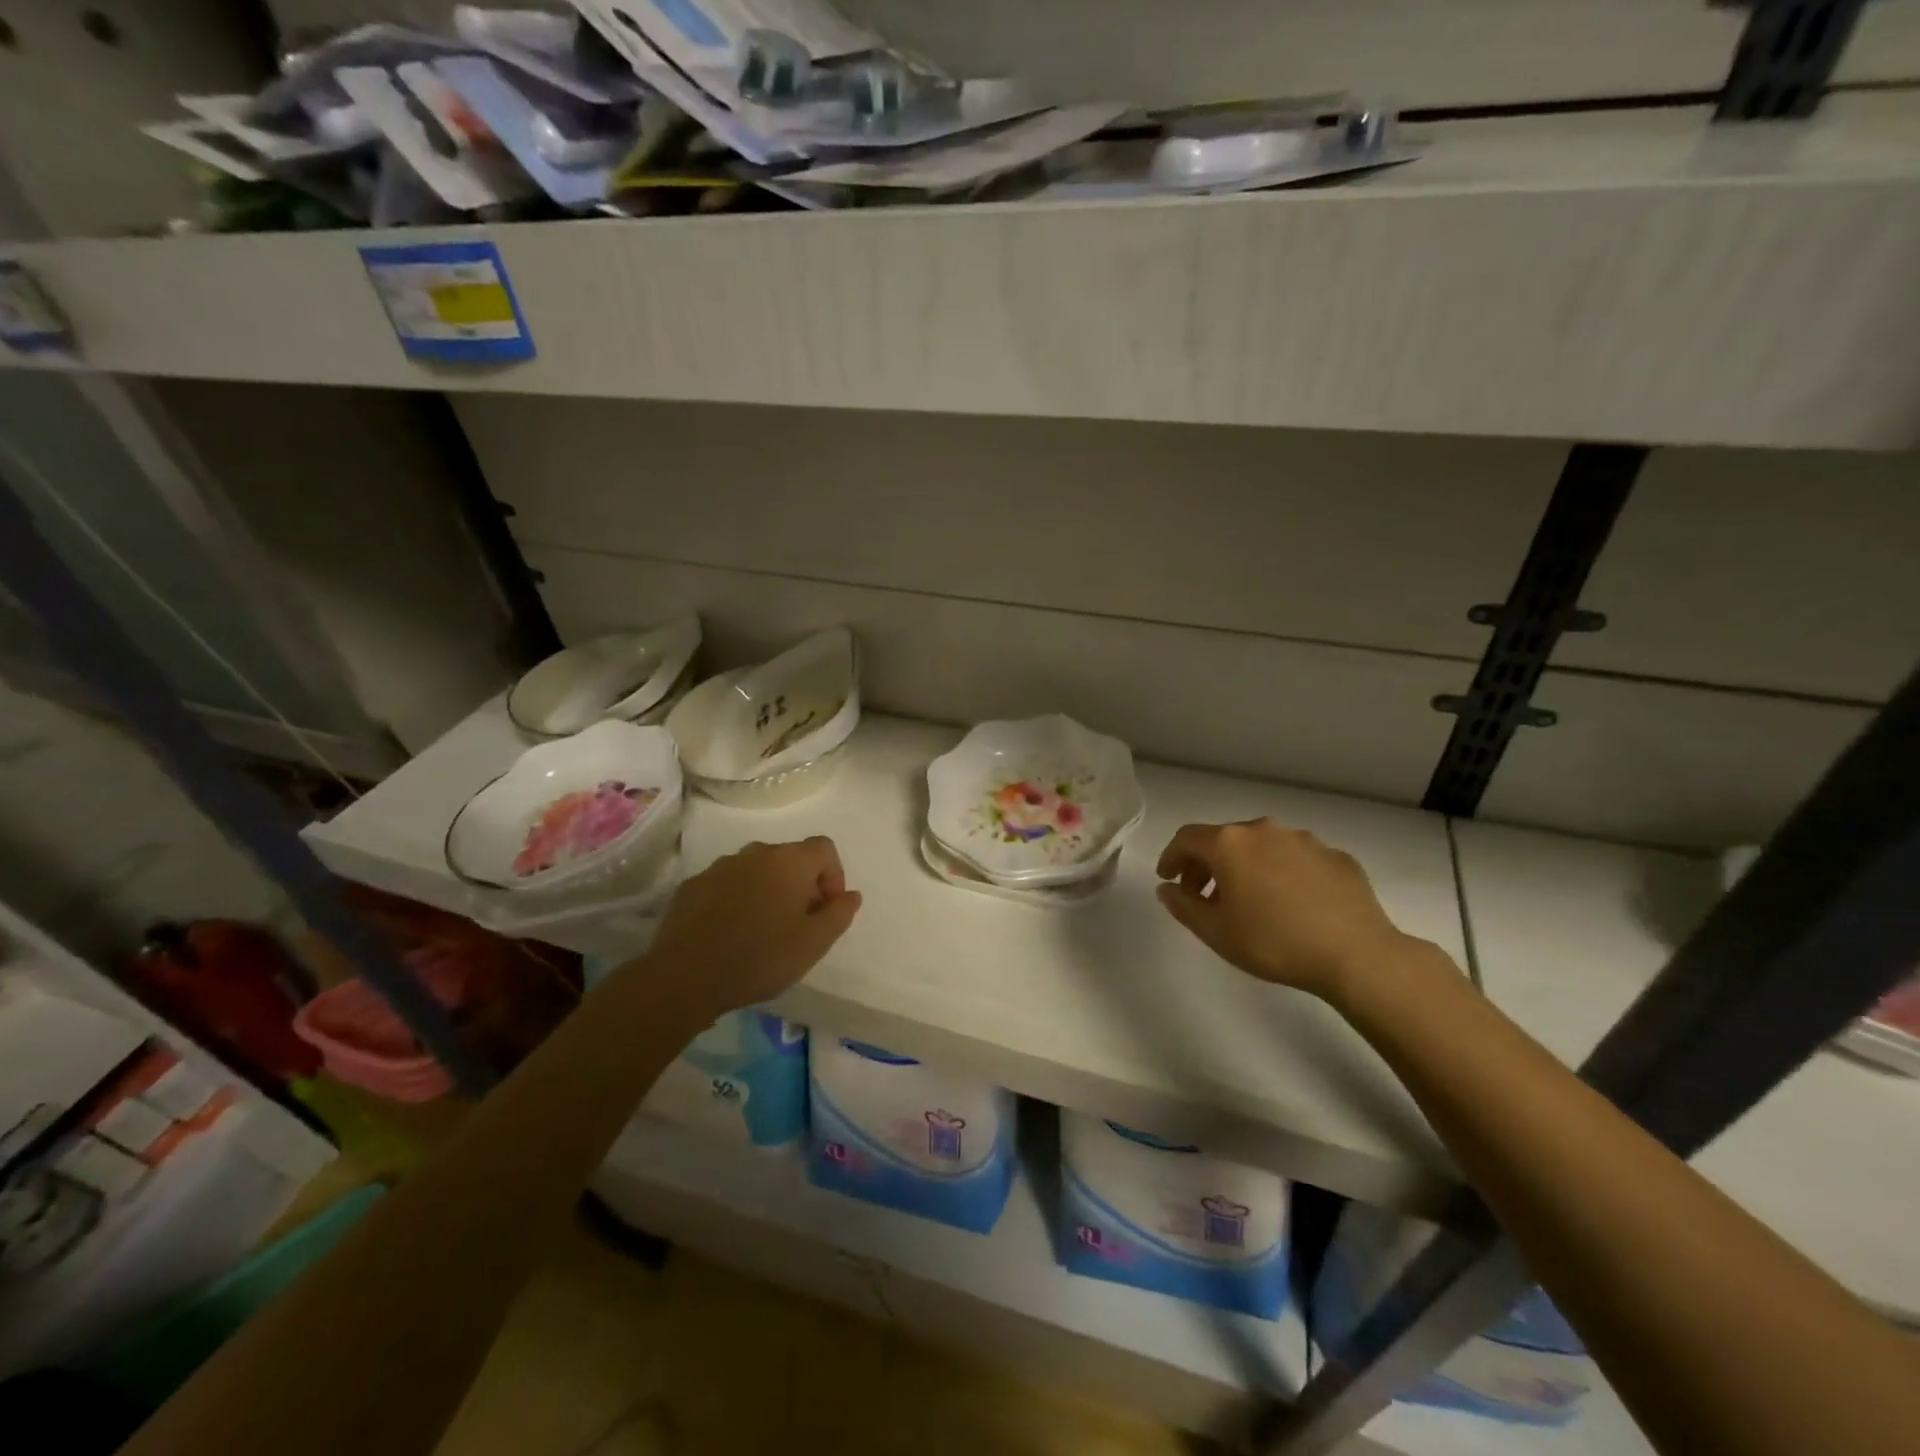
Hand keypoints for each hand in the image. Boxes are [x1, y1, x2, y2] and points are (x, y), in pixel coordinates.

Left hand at [646, 837, 861, 1014]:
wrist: (685, 976)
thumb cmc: (760, 957)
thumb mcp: (814, 943)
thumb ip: (839, 914)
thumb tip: (851, 895)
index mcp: (789, 861)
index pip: (824, 848)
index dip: (833, 876)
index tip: (826, 910)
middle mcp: (755, 853)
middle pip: (790, 858)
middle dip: (801, 886)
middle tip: (798, 925)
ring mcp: (720, 867)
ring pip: (757, 870)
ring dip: (768, 891)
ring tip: (763, 931)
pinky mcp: (693, 885)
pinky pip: (727, 885)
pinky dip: (737, 900)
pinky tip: (730, 933)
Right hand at [1155, 819, 1416, 1002]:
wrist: (1357, 955)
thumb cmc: (1274, 942)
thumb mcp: (1215, 932)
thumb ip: (1183, 905)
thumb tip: (1168, 888)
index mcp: (1230, 843)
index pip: (1187, 838)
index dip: (1171, 857)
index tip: (1168, 879)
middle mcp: (1264, 830)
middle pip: (1224, 839)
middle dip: (1208, 864)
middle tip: (1203, 895)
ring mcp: (1304, 840)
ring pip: (1262, 846)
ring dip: (1246, 866)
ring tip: (1249, 900)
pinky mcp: (1336, 856)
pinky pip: (1296, 859)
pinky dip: (1282, 873)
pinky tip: (1291, 904)